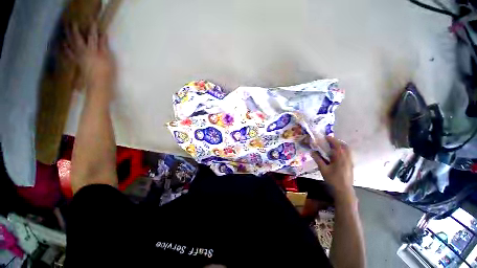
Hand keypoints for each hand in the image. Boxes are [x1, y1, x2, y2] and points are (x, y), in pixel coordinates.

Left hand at [65, 23, 114, 100]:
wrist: (98, 84)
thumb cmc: (105, 71)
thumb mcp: (107, 58)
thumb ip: (104, 46)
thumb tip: (102, 35)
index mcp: (91, 50)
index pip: (92, 36)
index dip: (92, 28)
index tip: (92, 20)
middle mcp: (83, 51)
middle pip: (78, 38)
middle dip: (75, 30)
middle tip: (72, 22)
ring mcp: (79, 57)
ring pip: (71, 44)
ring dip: (68, 37)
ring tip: (65, 30)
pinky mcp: (78, 63)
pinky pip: (69, 54)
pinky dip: (66, 48)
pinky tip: (64, 44)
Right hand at [311, 136, 354, 199]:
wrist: (344, 190)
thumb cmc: (333, 179)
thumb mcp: (323, 169)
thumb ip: (318, 159)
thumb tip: (312, 152)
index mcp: (340, 157)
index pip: (337, 145)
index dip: (331, 139)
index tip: (325, 137)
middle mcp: (347, 158)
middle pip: (344, 146)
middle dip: (337, 142)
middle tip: (329, 141)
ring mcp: (350, 162)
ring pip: (347, 150)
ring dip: (340, 146)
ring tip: (332, 147)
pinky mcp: (350, 165)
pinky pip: (348, 155)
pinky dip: (342, 151)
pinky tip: (336, 156)